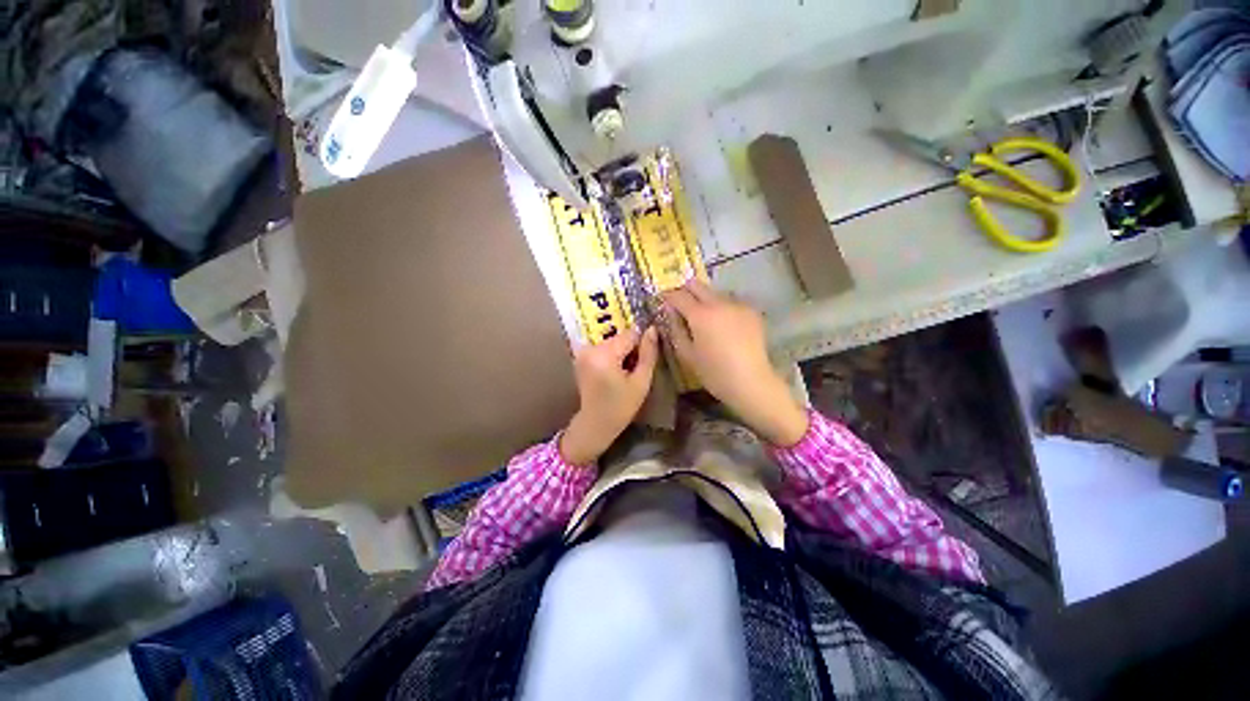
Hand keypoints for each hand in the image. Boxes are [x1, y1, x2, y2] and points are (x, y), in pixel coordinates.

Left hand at [560, 328, 660, 465]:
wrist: (595, 423)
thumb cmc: (621, 406)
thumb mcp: (641, 382)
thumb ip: (648, 354)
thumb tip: (652, 329)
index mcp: (604, 355)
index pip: (630, 335)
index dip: (642, 345)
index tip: (645, 360)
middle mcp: (590, 349)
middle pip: (620, 337)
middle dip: (631, 349)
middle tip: (634, 370)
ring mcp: (583, 352)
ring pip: (612, 342)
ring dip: (621, 353)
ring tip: (624, 373)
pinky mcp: (581, 356)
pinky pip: (603, 348)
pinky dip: (612, 356)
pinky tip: (614, 373)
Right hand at [662, 280, 808, 445]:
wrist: (751, 381)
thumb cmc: (714, 372)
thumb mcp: (687, 354)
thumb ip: (675, 328)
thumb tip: (670, 312)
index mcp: (700, 314)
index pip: (678, 295)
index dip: (667, 296)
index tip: (662, 300)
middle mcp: (719, 303)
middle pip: (697, 285)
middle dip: (685, 291)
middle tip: (680, 304)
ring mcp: (738, 305)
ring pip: (715, 292)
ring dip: (705, 299)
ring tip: (704, 317)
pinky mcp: (751, 311)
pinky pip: (730, 302)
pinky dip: (722, 308)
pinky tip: (723, 324)